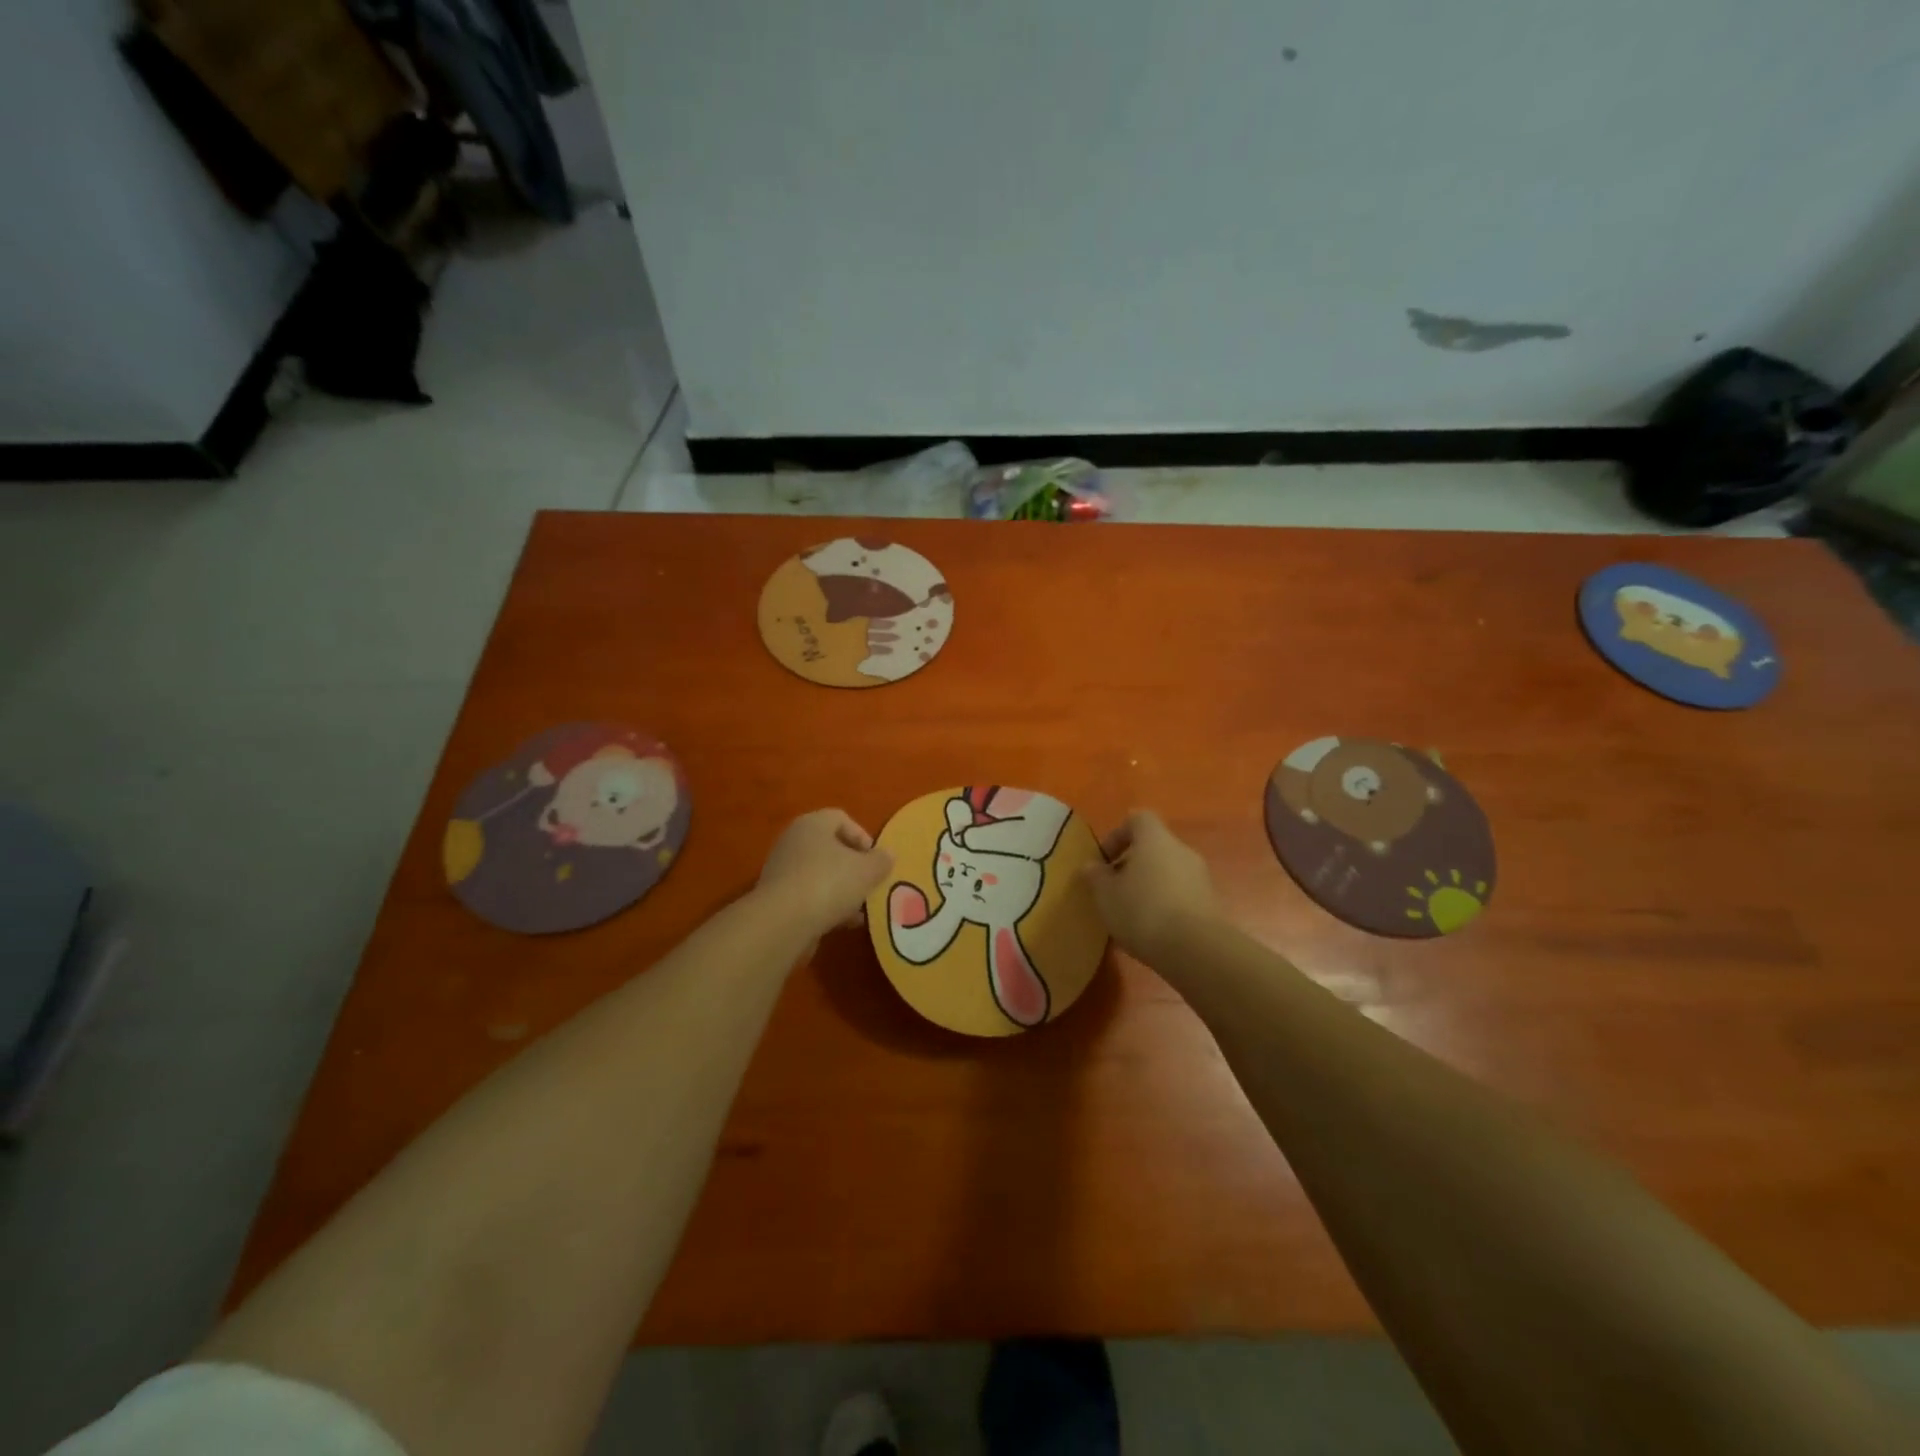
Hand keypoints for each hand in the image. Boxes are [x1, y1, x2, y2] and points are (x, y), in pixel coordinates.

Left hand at [757, 809, 893, 939]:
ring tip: (860, 909)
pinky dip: (826, 905)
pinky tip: (843, 923)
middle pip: (830, 847)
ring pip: (820, 874)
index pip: (841, 819)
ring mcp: (782, 870)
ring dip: (842, 889)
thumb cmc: (829, 884)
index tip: (875, 860)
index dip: (862, 836)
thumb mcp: (867, 871)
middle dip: (853, 866)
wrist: (782, 922)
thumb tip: (887, 855)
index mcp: (813, 824)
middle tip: (869, 883)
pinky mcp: (777, 897)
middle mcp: (793, 841)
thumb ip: (881, 861)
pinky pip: (808, 895)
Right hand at [1082, 810, 1222, 962]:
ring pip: (1167, 871)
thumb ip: (1096, 876)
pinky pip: (1180, 892)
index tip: (1104, 860)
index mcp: (1155, 839)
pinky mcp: (1210, 902)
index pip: (1137, 819)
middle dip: (1131, 865)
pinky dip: (1165, 902)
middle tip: (1114, 889)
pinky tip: (1152, 928)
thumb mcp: (1106, 895)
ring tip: (1131, 913)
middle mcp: (1181, 850)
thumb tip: (1091, 866)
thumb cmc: (1142, 911)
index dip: (1118, 834)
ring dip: (1148, 885)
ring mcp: (1200, 876)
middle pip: (1153, 846)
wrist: (1195, 949)